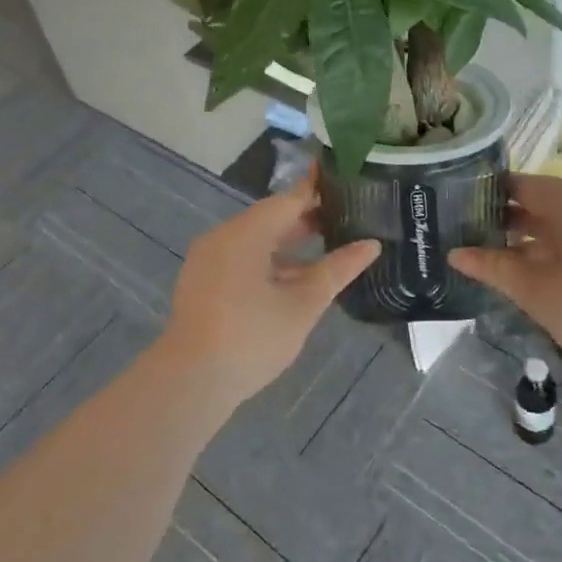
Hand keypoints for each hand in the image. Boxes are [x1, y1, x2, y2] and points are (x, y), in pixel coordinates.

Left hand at [161, 178, 378, 407]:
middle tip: (348, 218)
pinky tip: (295, 278)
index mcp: (246, 232)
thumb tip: (371, 245)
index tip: (346, 180)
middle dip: (307, 219)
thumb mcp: (302, 305)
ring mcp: (209, 259)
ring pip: (256, 240)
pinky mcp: (203, 281)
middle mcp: (224, 236)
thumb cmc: (252, 338)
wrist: (191, 382)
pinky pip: (241, 258)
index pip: (290, 199)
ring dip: (289, 243)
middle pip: (271, 218)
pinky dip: (269, 261)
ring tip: (328, 248)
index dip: (319, 189)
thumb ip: (336, 270)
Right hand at [448, 173, 561, 379]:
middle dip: (509, 218)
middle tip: (473, 236)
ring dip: (535, 237)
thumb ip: (496, 268)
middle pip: (545, 201)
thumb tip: (456, 253)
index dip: (490, 194)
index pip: (522, 184)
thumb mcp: (539, 293)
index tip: (461, 209)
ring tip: (504, 259)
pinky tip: (547, 275)